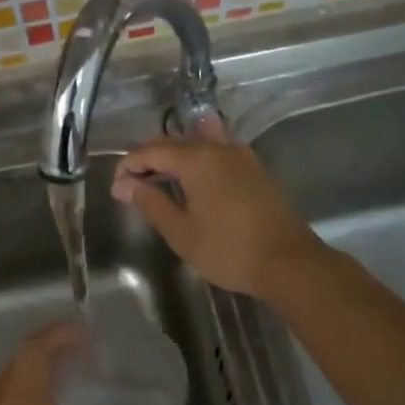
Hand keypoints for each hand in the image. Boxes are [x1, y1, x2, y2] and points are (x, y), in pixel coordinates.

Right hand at [111, 123, 325, 298]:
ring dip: (174, 158)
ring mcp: (242, 156)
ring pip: (198, 144)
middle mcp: (219, 147)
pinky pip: (217, 153)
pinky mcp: (255, 169)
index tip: (116, 187)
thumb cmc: (228, 250)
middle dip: (149, 159)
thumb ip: (152, 203)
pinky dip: (197, 161)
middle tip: (132, 184)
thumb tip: (125, 184)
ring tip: (159, 180)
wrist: (288, 262)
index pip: (152, 150)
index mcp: (197, 159)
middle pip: (175, 142)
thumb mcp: (181, 232)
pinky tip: (192, 180)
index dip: (129, 165)